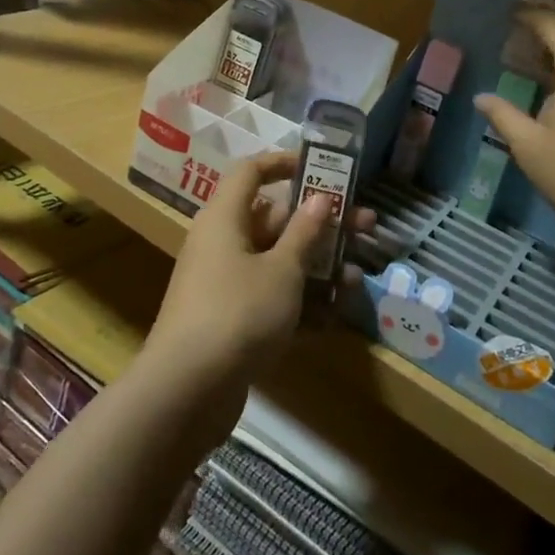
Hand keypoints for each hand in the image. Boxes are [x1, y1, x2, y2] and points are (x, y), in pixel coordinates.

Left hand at [142, 153, 374, 431]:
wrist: (187, 391)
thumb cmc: (237, 312)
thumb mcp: (281, 270)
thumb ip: (304, 233)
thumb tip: (319, 198)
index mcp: (225, 218)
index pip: (251, 172)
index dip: (284, 164)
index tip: (321, 168)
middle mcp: (222, 244)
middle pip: (275, 220)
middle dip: (321, 225)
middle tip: (367, 227)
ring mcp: (225, 285)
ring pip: (278, 263)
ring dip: (318, 268)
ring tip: (358, 278)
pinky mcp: (232, 321)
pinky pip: (271, 299)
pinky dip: (301, 303)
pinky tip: (336, 315)